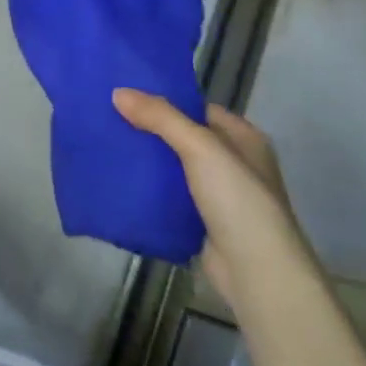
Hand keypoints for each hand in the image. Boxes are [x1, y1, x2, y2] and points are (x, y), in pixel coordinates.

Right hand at [113, 90, 304, 295]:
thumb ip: (160, 117)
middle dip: (152, 131)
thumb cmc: (237, 200)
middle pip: (184, 138)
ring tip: (109, 146)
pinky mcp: (204, 224)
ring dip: (149, 162)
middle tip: (111, 119)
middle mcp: (235, 164)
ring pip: (175, 169)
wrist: (256, 273)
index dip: (166, 101)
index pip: (199, 109)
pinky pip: (171, 198)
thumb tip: (118, 92)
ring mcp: (220, 197)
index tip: (128, 96)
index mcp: (244, 139)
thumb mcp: (200, 147)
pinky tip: (123, 182)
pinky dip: (151, 191)